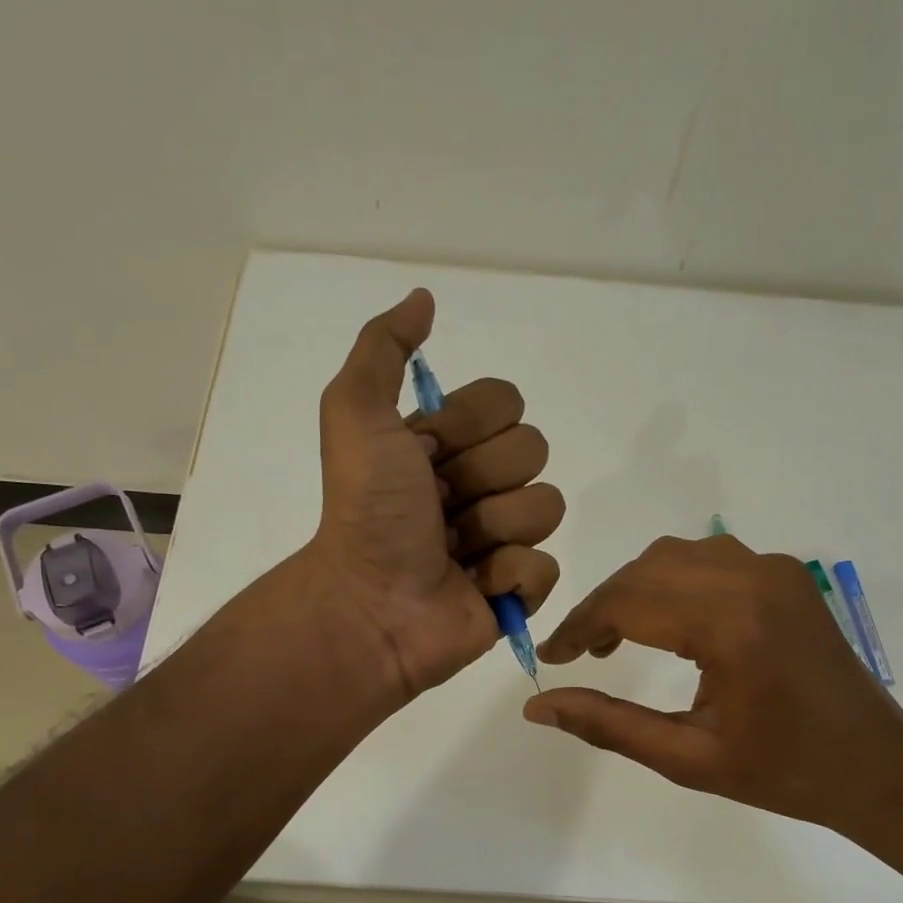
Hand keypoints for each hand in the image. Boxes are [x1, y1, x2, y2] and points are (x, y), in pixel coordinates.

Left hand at [308, 289, 564, 699]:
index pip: (508, 401)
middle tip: (438, 508)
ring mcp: (503, 538)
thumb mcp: (355, 413)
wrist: (370, 603)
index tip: (425, 455)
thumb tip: (425, 299)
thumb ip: (384, 348)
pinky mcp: (519, 589)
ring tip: (452, 551)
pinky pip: (546, 565)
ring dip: (494, 528)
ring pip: (547, 507)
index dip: (470, 426)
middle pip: (534, 449)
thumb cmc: (366, 508)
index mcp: (450, 443)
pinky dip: (508, 577)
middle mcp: (480, 484)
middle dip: (482, 478)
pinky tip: (473, 585)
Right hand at [524, 535, 902, 869]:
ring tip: (617, 638)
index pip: (627, 601)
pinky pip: (710, 558)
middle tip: (582, 653)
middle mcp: (751, 578)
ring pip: (676, 556)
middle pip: (646, 569)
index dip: (579, 626)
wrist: (875, 765)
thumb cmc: (782, 772)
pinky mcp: (785, 575)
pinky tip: (667, 622)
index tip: (553, 656)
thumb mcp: (686, 759)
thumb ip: (607, 725)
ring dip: (636, 588)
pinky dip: (673, 581)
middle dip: (603, 606)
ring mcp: (774, 570)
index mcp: (730, 624)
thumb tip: (537, 707)